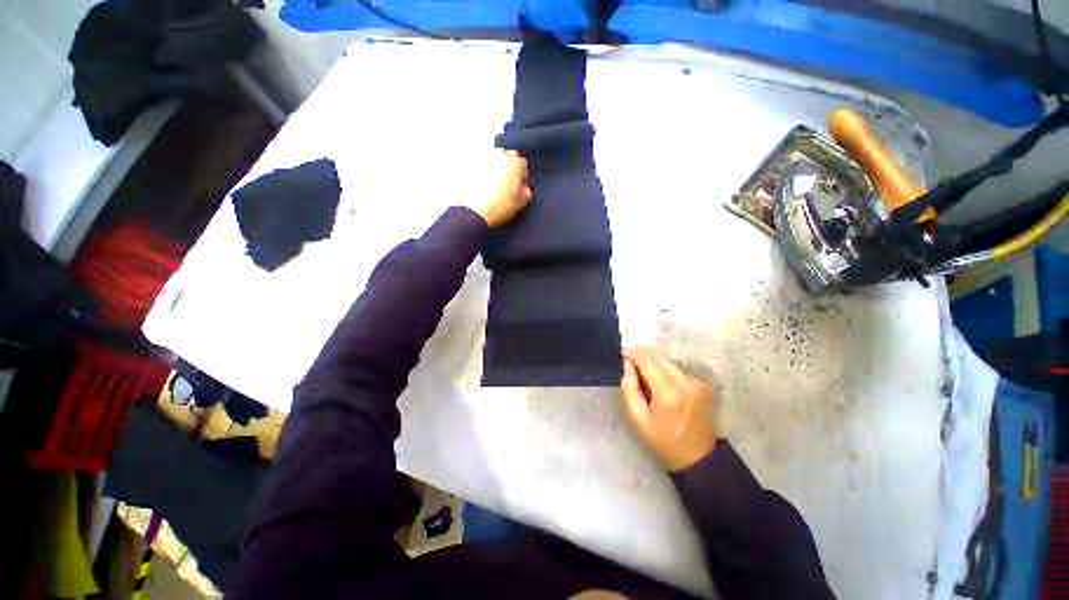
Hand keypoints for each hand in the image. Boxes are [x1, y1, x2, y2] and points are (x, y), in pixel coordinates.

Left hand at [470, 149, 532, 227]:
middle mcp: (498, 155)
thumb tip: (525, 188)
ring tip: (495, 185)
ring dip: (496, 169)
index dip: (523, 176)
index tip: (521, 186)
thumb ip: (527, 191)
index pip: (523, 164)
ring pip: (493, 159)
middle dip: (509, 168)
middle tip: (508, 184)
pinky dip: (483, 172)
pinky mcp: (469, 165)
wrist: (474, 212)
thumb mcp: (521, 202)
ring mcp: (482, 158)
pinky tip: (483, 186)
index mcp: (514, 162)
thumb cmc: (499, 206)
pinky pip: (480, 166)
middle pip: (507, 157)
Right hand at [620, 347, 718, 471]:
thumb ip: (629, 388)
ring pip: (668, 361)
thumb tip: (627, 365)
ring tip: (646, 380)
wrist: (698, 458)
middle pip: (659, 356)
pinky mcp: (703, 385)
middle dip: (643, 357)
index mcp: (668, 392)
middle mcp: (686, 382)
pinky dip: (666, 372)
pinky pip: (677, 370)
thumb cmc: (663, 441)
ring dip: (654, 364)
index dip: (633, 354)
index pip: (647, 359)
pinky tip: (662, 387)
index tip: (623, 357)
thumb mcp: (637, 418)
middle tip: (632, 368)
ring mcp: (697, 382)